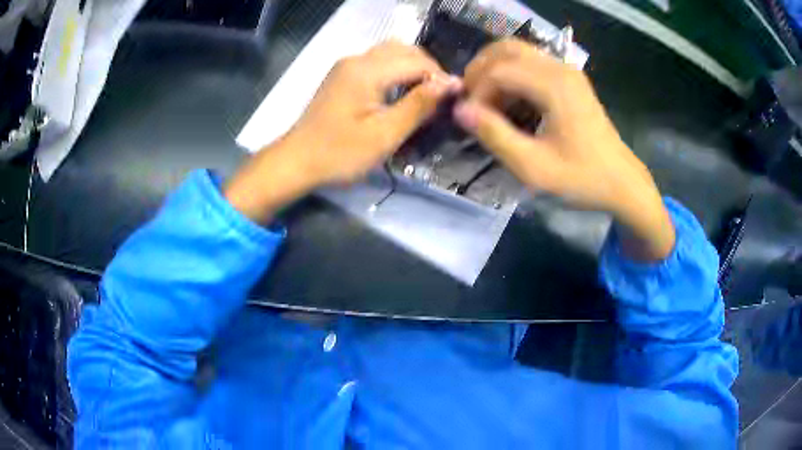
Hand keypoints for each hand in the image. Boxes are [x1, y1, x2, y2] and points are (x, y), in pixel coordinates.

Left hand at [225, 42, 459, 221]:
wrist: (297, 161)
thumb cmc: (340, 153)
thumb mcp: (385, 134)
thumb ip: (419, 105)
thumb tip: (451, 83)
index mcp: (368, 70)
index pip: (418, 61)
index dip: (440, 78)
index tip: (451, 102)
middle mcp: (357, 59)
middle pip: (405, 50)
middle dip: (428, 70)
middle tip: (437, 99)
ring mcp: (347, 64)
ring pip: (391, 52)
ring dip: (412, 68)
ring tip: (421, 95)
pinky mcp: (342, 74)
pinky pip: (377, 61)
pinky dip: (395, 70)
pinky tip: (399, 92)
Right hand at [453, 39, 674, 260]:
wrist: (621, 181)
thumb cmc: (581, 178)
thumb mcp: (533, 167)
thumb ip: (495, 135)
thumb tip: (460, 110)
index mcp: (554, 85)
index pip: (499, 71)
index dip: (476, 92)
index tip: (471, 120)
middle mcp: (560, 68)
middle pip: (505, 48)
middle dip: (480, 70)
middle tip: (471, 101)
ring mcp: (567, 70)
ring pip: (517, 51)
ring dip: (494, 70)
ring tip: (486, 101)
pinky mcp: (570, 78)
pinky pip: (530, 62)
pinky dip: (511, 74)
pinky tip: (509, 100)